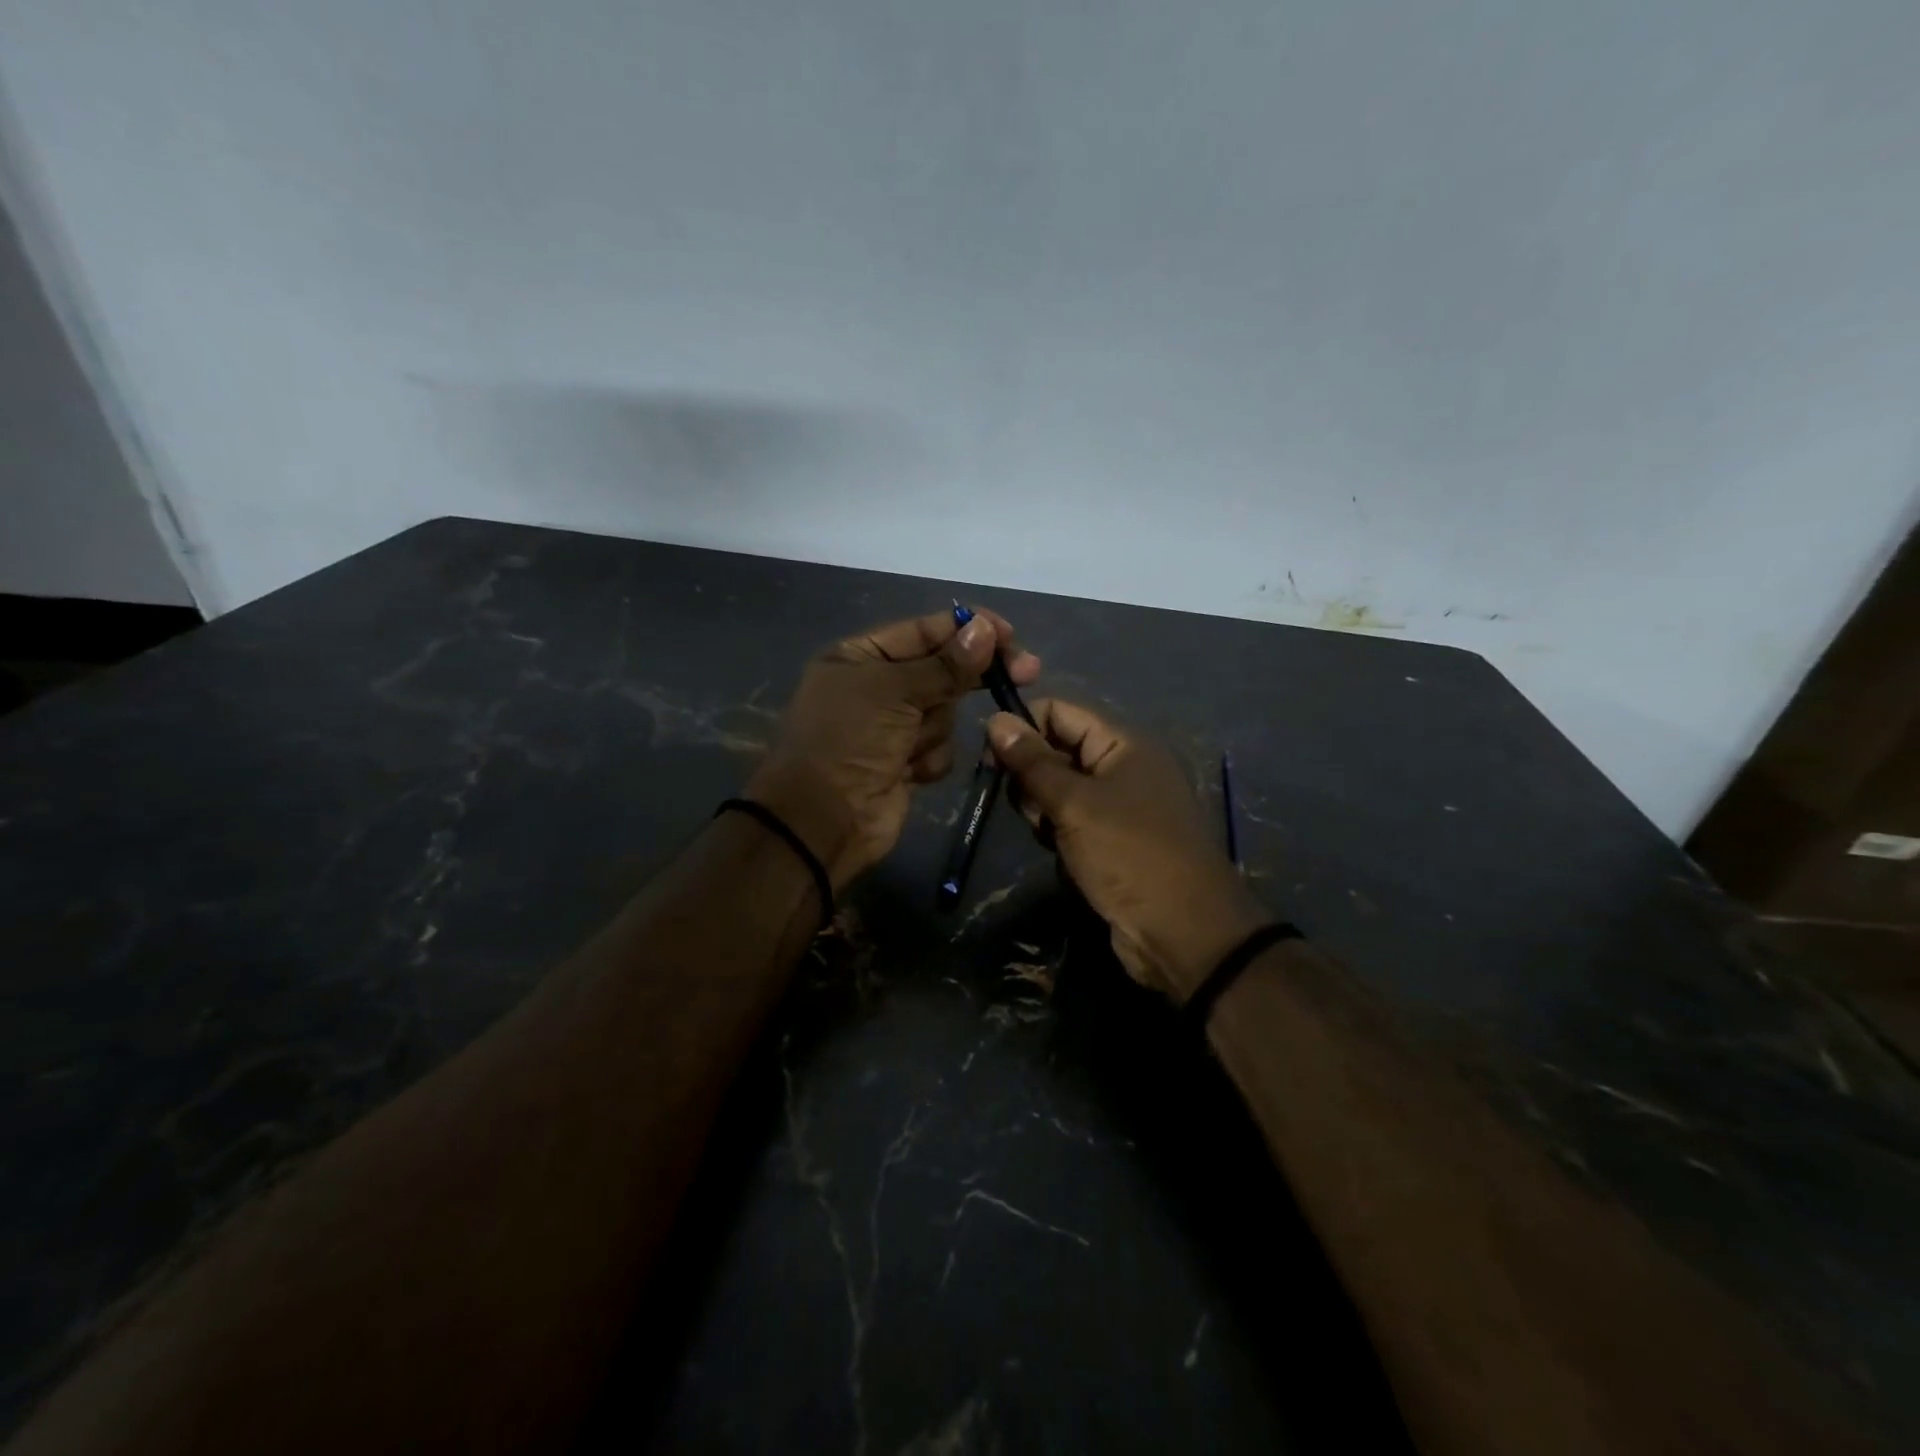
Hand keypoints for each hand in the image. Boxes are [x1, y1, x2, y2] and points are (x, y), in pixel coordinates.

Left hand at [748, 608, 1039, 890]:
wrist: (824, 821)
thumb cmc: (849, 741)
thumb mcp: (894, 691)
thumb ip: (946, 664)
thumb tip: (986, 629)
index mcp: (859, 657)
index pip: (923, 631)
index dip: (967, 629)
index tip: (1009, 634)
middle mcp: (875, 687)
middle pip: (941, 669)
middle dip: (969, 677)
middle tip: (1025, 672)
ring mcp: (891, 727)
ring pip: (944, 711)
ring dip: (934, 728)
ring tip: (908, 747)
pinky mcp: (905, 762)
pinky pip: (939, 747)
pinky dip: (929, 758)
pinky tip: (909, 771)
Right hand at [987, 700, 1266, 999]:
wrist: (1183, 933)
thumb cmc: (1129, 854)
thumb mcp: (1074, 804)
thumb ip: (1033, 762)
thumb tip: (996, 718)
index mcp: (1124, 744)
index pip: (1061, 713)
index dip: (1023, 727)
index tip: (990, 756)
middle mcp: (1124, 767)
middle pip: (1059, 751)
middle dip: (1032, 775)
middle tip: (1029, 808)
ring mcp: (1121, 806)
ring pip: (1061, 790)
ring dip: (1043, 809)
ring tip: (1048, 835)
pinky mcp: (1115, 840)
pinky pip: (1073, 821)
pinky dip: (1059, 833)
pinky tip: (1059, 854)